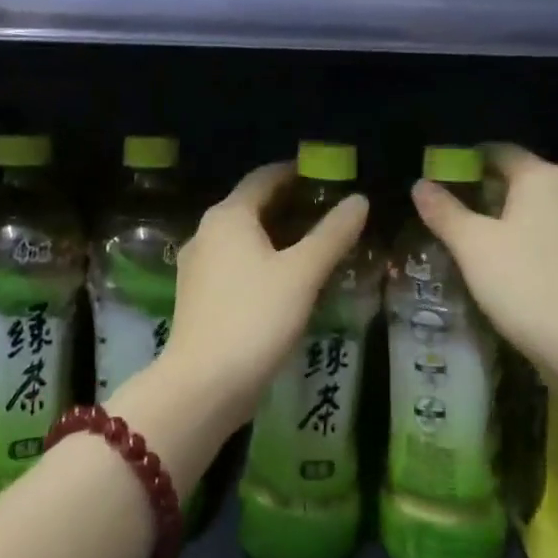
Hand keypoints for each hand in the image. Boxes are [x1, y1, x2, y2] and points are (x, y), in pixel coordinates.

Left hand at [154, 162, 369, 430]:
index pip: (264, 177)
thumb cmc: (255, 318)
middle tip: (328, 211)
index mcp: (228, 216)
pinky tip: (286, 280)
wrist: (203, 385)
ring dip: (277, 236)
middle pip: (252, 206)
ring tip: (314, 245)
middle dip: (289, 205)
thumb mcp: (303, 273)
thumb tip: (359, 200)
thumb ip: (333, 234)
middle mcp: (207, 233)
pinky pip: (235, 265)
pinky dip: (262, 261)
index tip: (325, 175)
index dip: (294, 172)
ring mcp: (198, 267)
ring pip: (243, 238)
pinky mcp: (197, 297)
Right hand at [411, 144, 557, 384]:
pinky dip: (527, 241)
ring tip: (473, 241)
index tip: (439, 180)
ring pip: (537, 210)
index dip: (465, 161)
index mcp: (542, 178)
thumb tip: (420, 185)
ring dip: (505, 219)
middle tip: (449, 213)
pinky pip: (551, 236)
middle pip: (519, 180)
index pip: (498, 151)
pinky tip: (507, 265)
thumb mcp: (472, 245)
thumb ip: (444, 211)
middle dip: (483, 192)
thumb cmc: (525, 282)